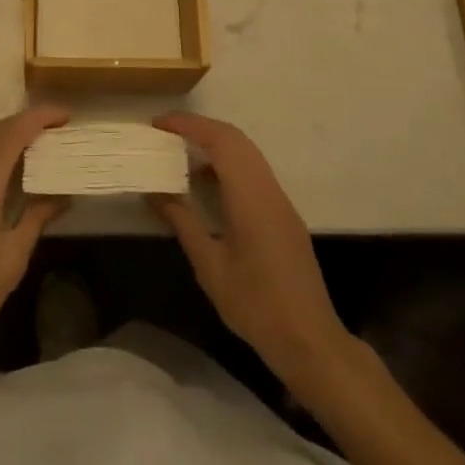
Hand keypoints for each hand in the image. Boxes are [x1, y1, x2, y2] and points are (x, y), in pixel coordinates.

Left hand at [0, 106, 70, 367]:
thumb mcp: (13, 256)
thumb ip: (37, 218)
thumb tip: (63, 196)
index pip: (12, 133)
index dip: (40, 117)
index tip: (68, 117)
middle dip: (30, 121)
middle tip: (63, 128)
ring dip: (18, 135)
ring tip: (50, 143)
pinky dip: (7, 153)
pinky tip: (25, 171)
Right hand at [148, 113, 347, 389]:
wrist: (310, 340)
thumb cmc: (256, 305)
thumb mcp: (210, 266)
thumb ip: (183, 222)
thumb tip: (154, 192)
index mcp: (251, 197)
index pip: (220, 141)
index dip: (188, 125)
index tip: (158, 124)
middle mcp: (268, 189)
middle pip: (235, 139)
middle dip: (199, 128)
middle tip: (165, 132)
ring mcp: (279, 201)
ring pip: (246, 153)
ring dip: (214, 144)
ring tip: (180, 153)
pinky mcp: (283, 214)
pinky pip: (253, 172)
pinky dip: (227, 164)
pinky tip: (206, 184)